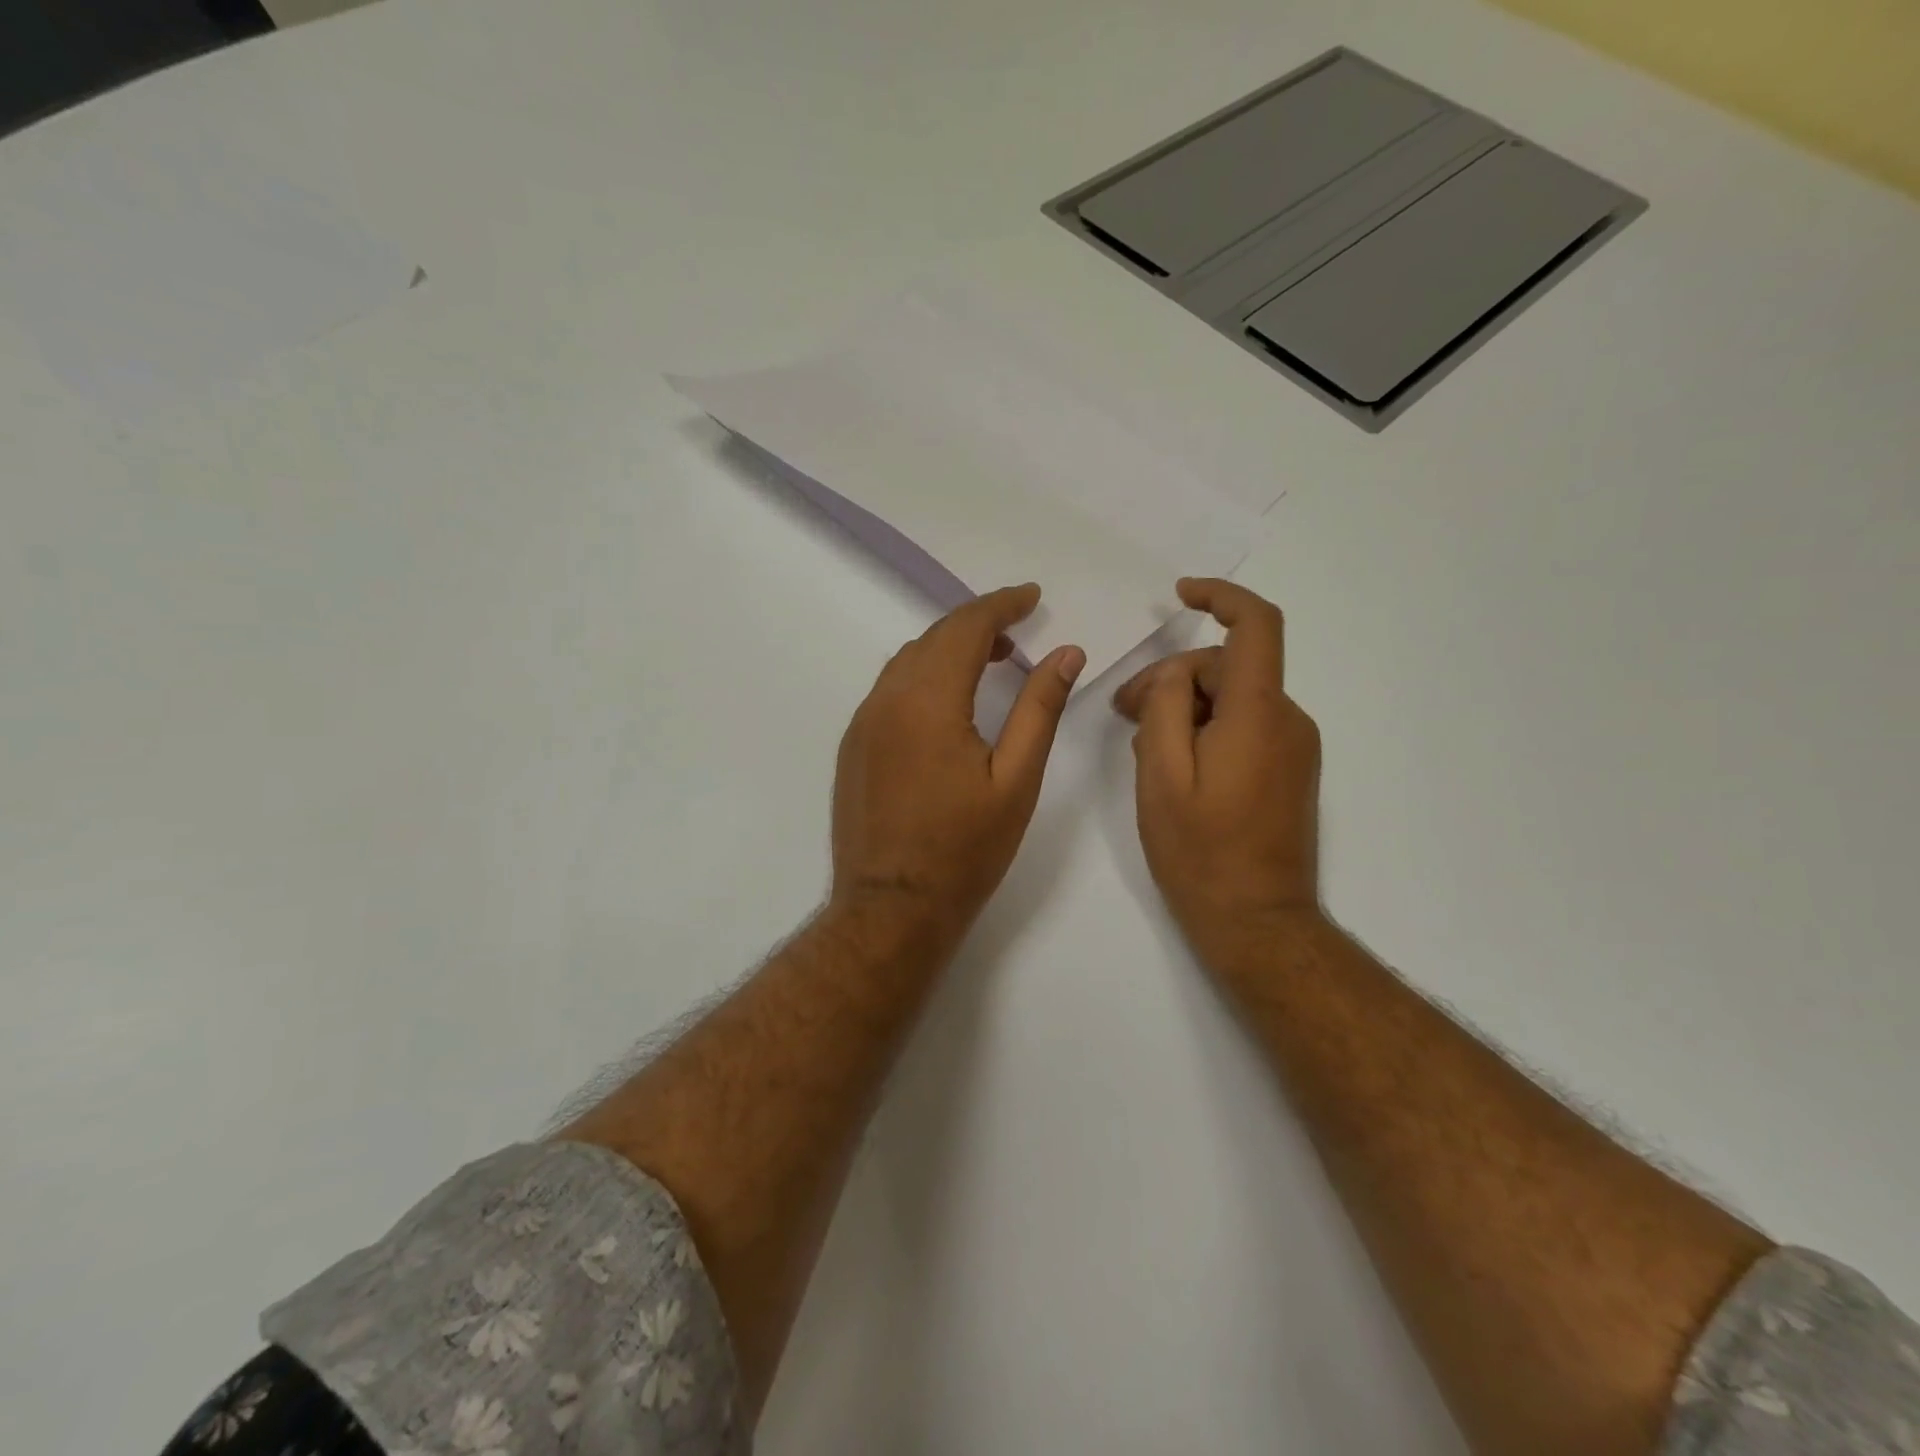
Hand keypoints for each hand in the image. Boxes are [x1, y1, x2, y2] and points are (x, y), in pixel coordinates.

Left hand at [830, 584, 1085, 949]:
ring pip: (907, 661)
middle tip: (1017, 630)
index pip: (964, 626)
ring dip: (948, 648)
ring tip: (990, 660)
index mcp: (928, 700)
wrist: (892, 908)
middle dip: (977, 623)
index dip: (1001, 604)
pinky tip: (947, 702)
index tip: (1032, 596)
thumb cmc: (964, 849)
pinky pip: (889, 690)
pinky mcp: (853, 747)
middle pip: (933, 637)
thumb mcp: (1016, 779)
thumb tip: (1065, 652)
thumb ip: (1039, 708)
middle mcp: (886, 699)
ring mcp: (862, 723)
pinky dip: (922, 676)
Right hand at [1113, 578, 1321, 958]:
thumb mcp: (1161, 774)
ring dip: (1185, 708)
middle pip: (1227, 668)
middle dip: (1171, 679)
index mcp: (1258, 714)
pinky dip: (1206, 729)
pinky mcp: (1289, 768)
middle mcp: (1287, 720)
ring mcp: (1293, 746)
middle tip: (1121, 713)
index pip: (1256, 626)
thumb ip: (1163, 707)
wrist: (1257, 921)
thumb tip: (1171, 676)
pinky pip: (1243, 726)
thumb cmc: (1200, 850)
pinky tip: (1174, 765)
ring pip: (1232, 698)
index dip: (1221, 596)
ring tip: (1143, 748)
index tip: (1181, 594)